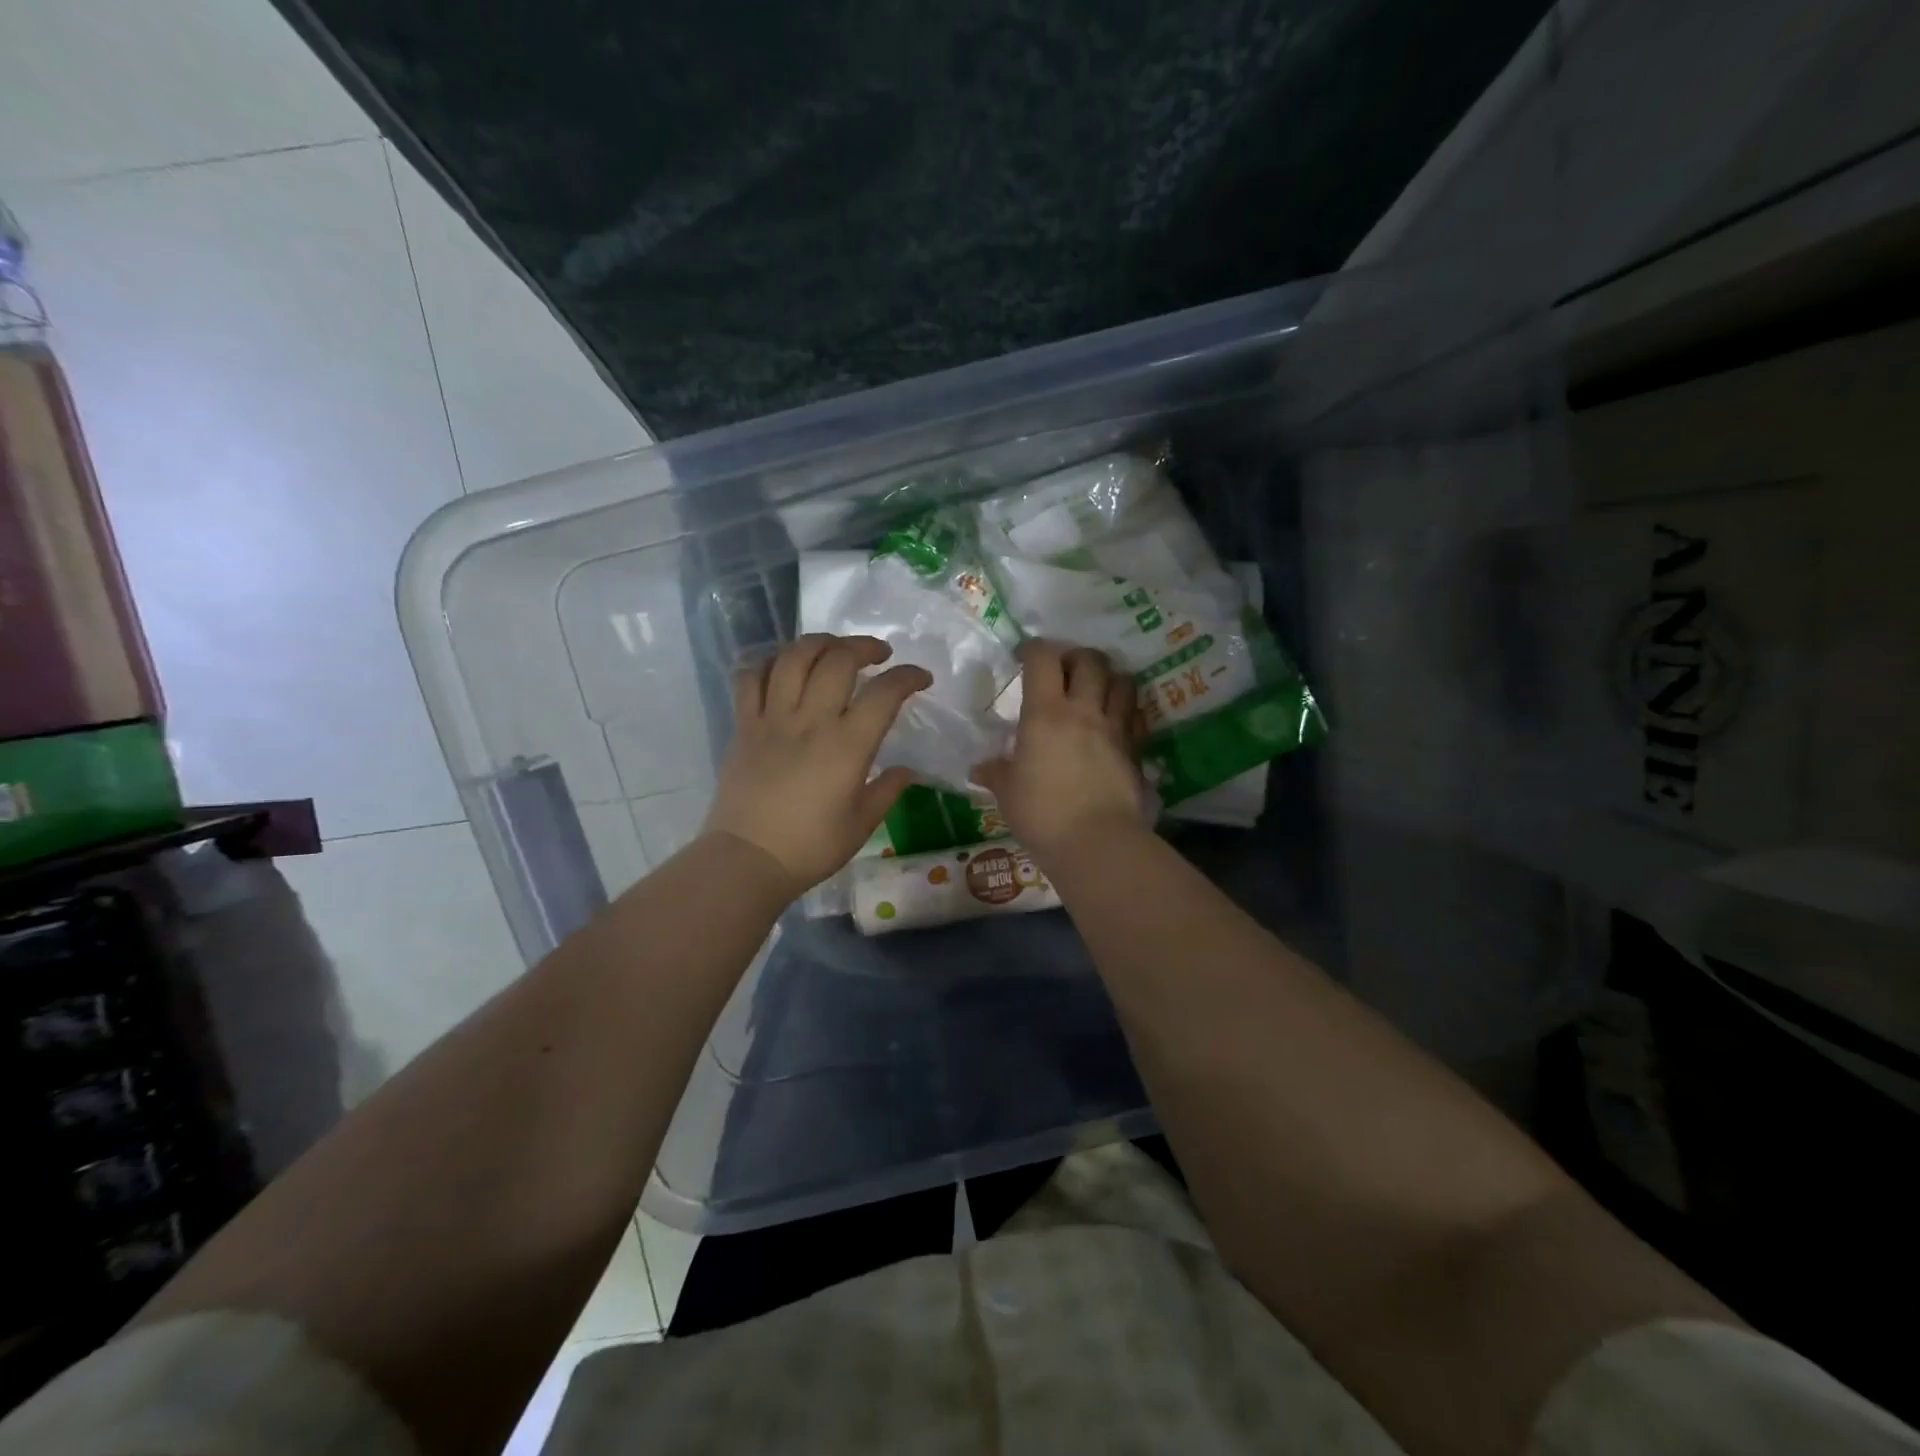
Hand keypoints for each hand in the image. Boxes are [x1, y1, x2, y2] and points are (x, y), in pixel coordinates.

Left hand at [702, 634, 931, 897]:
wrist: (748, 859)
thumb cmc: (811, 847)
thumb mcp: (862, 824)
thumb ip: (888, 790)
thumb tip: (907, 771)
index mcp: (847, 745)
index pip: (885, 692)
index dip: (908, 676)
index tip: (921, 678)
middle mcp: (811, 720)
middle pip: (838, 659)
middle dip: (864, 646)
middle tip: (878, 654)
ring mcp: (773, 718)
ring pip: (793, 657)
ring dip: (819, 643)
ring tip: (833, 649)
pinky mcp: (744, 725)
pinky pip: (751, 678)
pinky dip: (768, 663)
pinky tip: (783, 667)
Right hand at [972, 640, 1146, 861]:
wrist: (1096, 842)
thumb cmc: (1042, 814)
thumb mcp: (1008, 793)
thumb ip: (996, 773)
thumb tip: (980, 769)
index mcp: (1045, 713)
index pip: (1042, 659)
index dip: (1033, 650)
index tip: (1025, 658)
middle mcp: (1083, 710)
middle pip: (1089, 660)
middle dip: (1076, 657)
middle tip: (1064, 670)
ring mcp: (1115, 728)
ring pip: (1122, 681)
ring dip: (1108, 677)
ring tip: (1096, 689)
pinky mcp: (1136, 749)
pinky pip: (1137, 715)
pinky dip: (1128, 709)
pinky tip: (1117, 720)